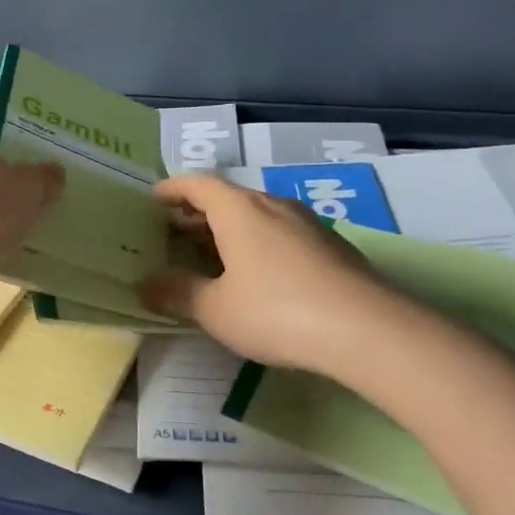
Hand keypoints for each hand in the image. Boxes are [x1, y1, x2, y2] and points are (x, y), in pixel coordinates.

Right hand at [140, 174, 407, 371]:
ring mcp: (306, 222)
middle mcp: (271, 204)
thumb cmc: (277, 311)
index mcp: (238, 209)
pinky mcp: (331, 245)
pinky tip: (258, 276)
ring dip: (229, 229)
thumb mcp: (216, 309)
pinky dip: (258, 243)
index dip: (171, 189)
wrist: (369, 330)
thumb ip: (178, 293)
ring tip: (212, 256)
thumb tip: (145, 285)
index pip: (196, 184)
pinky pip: (281, 233)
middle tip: (173, 234)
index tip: (152, 200)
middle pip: (226, 198)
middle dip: (196, 213)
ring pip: (256, 215)